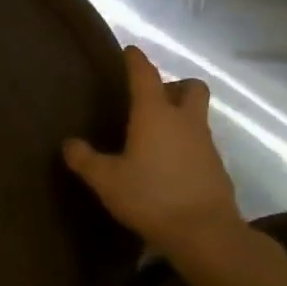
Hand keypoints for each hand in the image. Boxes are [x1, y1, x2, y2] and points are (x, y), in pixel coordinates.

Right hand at [64, 45, 242, 251]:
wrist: (206, 234)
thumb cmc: (151, 197)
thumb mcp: (106, 180)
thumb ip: (85, 159)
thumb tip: (69, 143)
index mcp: (155, 114)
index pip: (145, 75)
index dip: (136, 60)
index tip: (130, 50)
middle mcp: (184, 121)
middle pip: (190, 87)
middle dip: (174, 85)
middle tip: (153, 98)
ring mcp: (206, 144)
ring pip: (197, 116)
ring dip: (180, 117)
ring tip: (154, 136)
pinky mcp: (217, 168)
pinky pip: (200, 144)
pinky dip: (186, 145)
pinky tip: (168, 165)